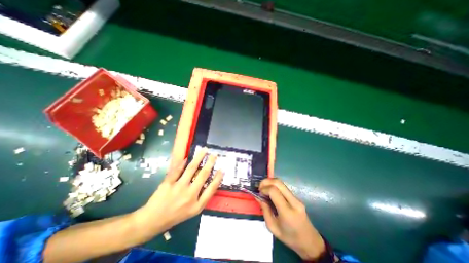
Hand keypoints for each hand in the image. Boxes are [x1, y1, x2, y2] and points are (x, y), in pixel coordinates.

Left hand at [133, 148, 221, 237]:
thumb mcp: (193, 211)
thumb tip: (210, 181)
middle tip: (214, 155)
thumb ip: (203, 197)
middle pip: (203, 175)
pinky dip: (182, 162)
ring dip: (199, 157)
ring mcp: (178, 188)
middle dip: (210, 163)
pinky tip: (187, 157)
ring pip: (191, 168)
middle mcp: (190, 195)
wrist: (153, 221)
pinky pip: (177, 169)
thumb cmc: (176, 215)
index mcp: (197, 205)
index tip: (222, 169)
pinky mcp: (168, 183)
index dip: (218, 178)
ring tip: (204, 150)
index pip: (211, 188)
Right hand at [256, 179, 326, 260]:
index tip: (259, 193)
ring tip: (264, 189)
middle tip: (259, 187)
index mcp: (287, 212)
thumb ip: (265, 210)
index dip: (264, 189)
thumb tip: (258, 196)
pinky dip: (274, 186)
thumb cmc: (290, 237)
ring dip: (270, 182)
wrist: (310, 242)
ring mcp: (296, 198)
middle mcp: (293, 201)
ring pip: (281, 182)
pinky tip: (270, 192)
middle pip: (278, 182)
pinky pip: (283, 187)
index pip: (274, 191)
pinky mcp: (296, 197)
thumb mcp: (272, 227)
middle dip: (266, 181)